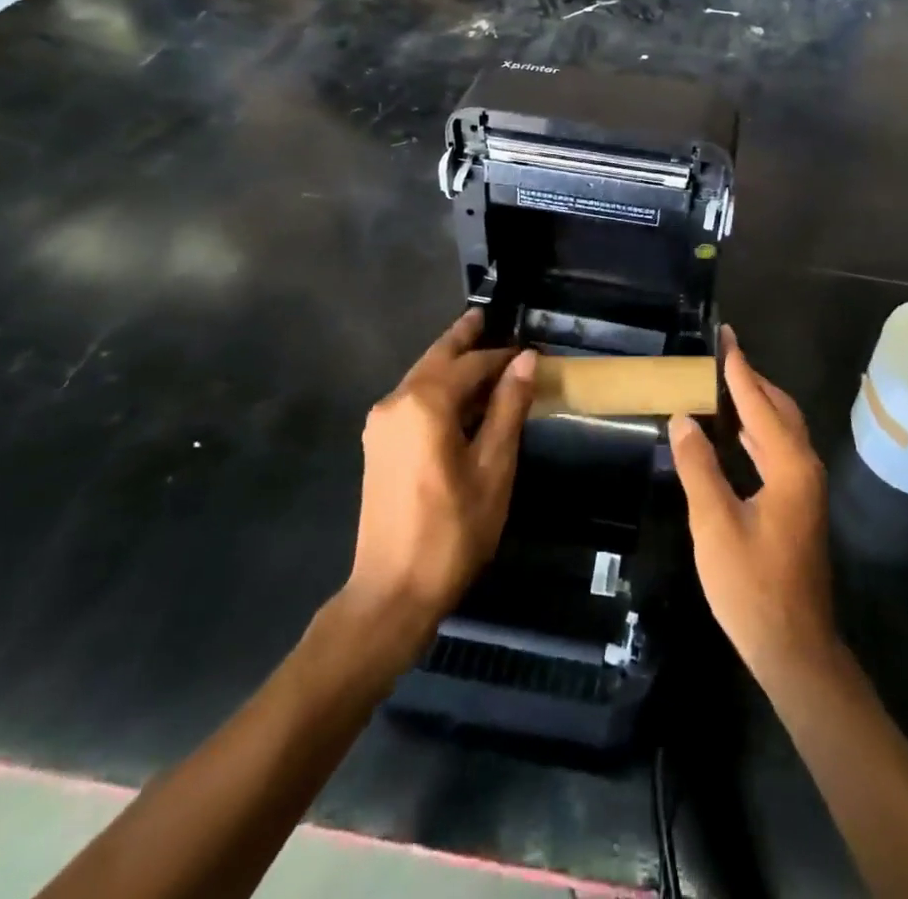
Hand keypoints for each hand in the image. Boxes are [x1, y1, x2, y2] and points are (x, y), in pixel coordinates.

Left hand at [346, 310, 535, 632]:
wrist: (391, 591)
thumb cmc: (453, 530)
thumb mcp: (493, 467)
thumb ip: (507, 408)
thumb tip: (526, 359)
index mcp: (424, 403)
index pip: (471, 363)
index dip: (502, 355)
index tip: (529, 351)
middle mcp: (395, 402)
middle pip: (436, 359)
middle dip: (462, 338)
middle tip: (485, 315)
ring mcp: (381, 425)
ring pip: (421, 378)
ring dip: (450, 364)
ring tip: (478, 349)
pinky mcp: (378, 445)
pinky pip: (412, 400)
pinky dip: (437, 388)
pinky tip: (458, 395)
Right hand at [670, 327, 836, 688]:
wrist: (794, 648)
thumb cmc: (752, 586)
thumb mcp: (715, 525)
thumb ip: (699, 467)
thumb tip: (684, 419)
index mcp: (788, 466)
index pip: (760, 403)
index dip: (739, 369)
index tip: (725, 337)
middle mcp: (803, 467)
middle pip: (779, 409)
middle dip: (751, 380)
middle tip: (720, 356)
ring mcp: (804, 488)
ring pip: (781, 429)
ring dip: (755, 404)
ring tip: (722, 385)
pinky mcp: (797, 504)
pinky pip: (778, 450)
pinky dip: (757, 431)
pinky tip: (735, 434)